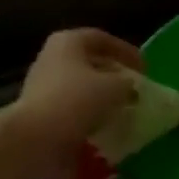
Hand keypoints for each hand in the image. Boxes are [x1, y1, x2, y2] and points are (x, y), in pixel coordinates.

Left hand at [7, 28, 143, 178]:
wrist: (33, 139)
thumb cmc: (75, 101)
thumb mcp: (113, 87)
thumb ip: (127, 83)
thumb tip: (129, 88)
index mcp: (68, 42)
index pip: (103, 39)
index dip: (126, 52)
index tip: (145, 69)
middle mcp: (52, 58)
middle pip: (90, 63)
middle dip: (114, 76)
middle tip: (135, 89)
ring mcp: (43, 86)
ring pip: (81, 88)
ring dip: (103, 99)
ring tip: (124, 111)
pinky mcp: (41, 112)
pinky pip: (72, 110)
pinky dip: (90, 117)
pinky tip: (106, 129)